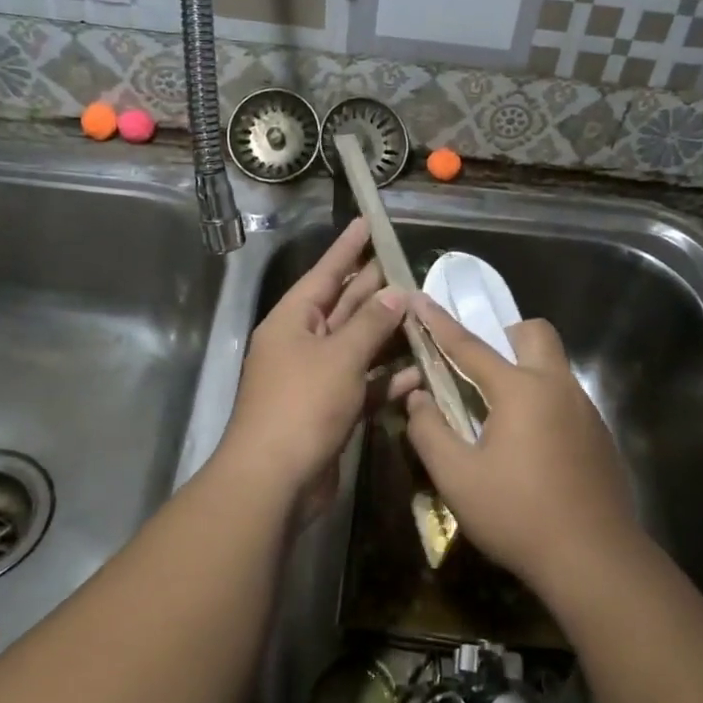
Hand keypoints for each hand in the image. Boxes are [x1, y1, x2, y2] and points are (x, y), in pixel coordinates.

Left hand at [219, 219, 413, 502]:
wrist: (275, 480)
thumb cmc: (302, 405)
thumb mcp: (340, 356)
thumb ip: (371, 323)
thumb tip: (396, 293)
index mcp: (293, 321)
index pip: (325, 273)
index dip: (347, 248)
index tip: (368, 222)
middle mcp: (303, 344)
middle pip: (345, 307)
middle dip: (376, 290)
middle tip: (411, 267)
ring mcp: (317, 379)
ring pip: (359, 347)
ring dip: (390, 335)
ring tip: (427, 315)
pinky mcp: (332, 410)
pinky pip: (364, 384)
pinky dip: (388, 378)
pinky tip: (420, 371)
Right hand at [402, 295, 638, 595]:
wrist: (595, 559)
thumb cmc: (518, 515)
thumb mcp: (457, 478)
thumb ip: (430, 431)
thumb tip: (418, 399)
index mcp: (520, 390)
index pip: (470, 346)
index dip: (440, 323)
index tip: (420, 298)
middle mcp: (558, 387)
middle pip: (535, 334)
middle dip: (505, 337)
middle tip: (481, 369)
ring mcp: (585, 411)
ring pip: (555, 367)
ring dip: (526, 372)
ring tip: (501, 417)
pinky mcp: (600, 437)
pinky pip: (568, 400)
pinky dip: (545, 404)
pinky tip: (533, 450)